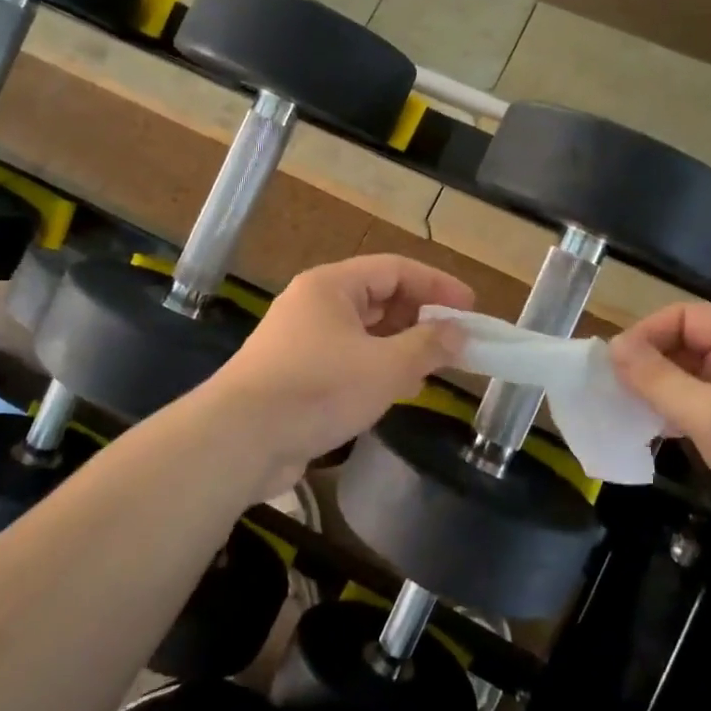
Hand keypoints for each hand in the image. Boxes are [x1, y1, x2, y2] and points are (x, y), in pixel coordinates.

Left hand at [206, 254, 474, 493]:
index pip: (394, 270)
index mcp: (331, 286)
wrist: (240, 440)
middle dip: (419, 318)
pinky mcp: (296, 375)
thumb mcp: (385, 367)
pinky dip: (376, 369)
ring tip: (432, 367)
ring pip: (364, 332)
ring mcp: (301, 340)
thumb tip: (459, 333)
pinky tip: (396, 391)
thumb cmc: (318, 389)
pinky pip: (347, 360)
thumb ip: (428, 346)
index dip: (436, 285)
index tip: (470, 307)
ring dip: (400, 346)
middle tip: (455, 340)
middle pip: (379, 299)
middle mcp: (314, 304)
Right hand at [609, 302, 710, 588]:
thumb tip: (612, 347)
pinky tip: (649, 433)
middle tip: (610, 389)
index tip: (612, 363)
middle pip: (686, 345)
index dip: (646, 332)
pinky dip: (672, 416)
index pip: (685, 316)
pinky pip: (699, 410)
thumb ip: (658, 379)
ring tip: (622, 410)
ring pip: (689, 380)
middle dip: (648, 362)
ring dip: (656, 391)